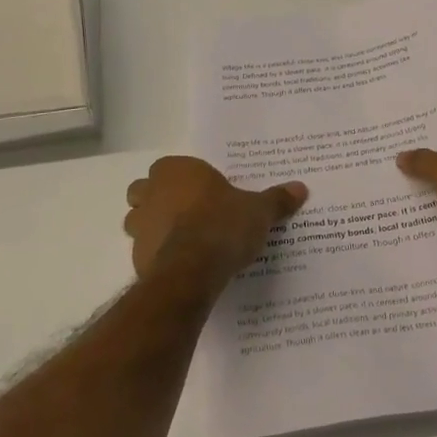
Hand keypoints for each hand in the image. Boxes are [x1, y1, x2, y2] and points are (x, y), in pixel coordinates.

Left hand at [124, 157, 307, 286]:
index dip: (182, 179)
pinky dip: (156, 255)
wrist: (193, 270)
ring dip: (152, 227)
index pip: (169, 167)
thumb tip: (301, 188)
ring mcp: (139, 225)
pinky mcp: (136, 257)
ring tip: (181, 240)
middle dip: (158, 200)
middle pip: (145, 190)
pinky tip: (180, 265)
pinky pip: (144, 251)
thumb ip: (276, 199)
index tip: (201, 192)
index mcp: (177, 171)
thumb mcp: (259, 211)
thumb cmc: (223, 225)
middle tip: (187, 213)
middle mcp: (152, 192)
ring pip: (137, 220)